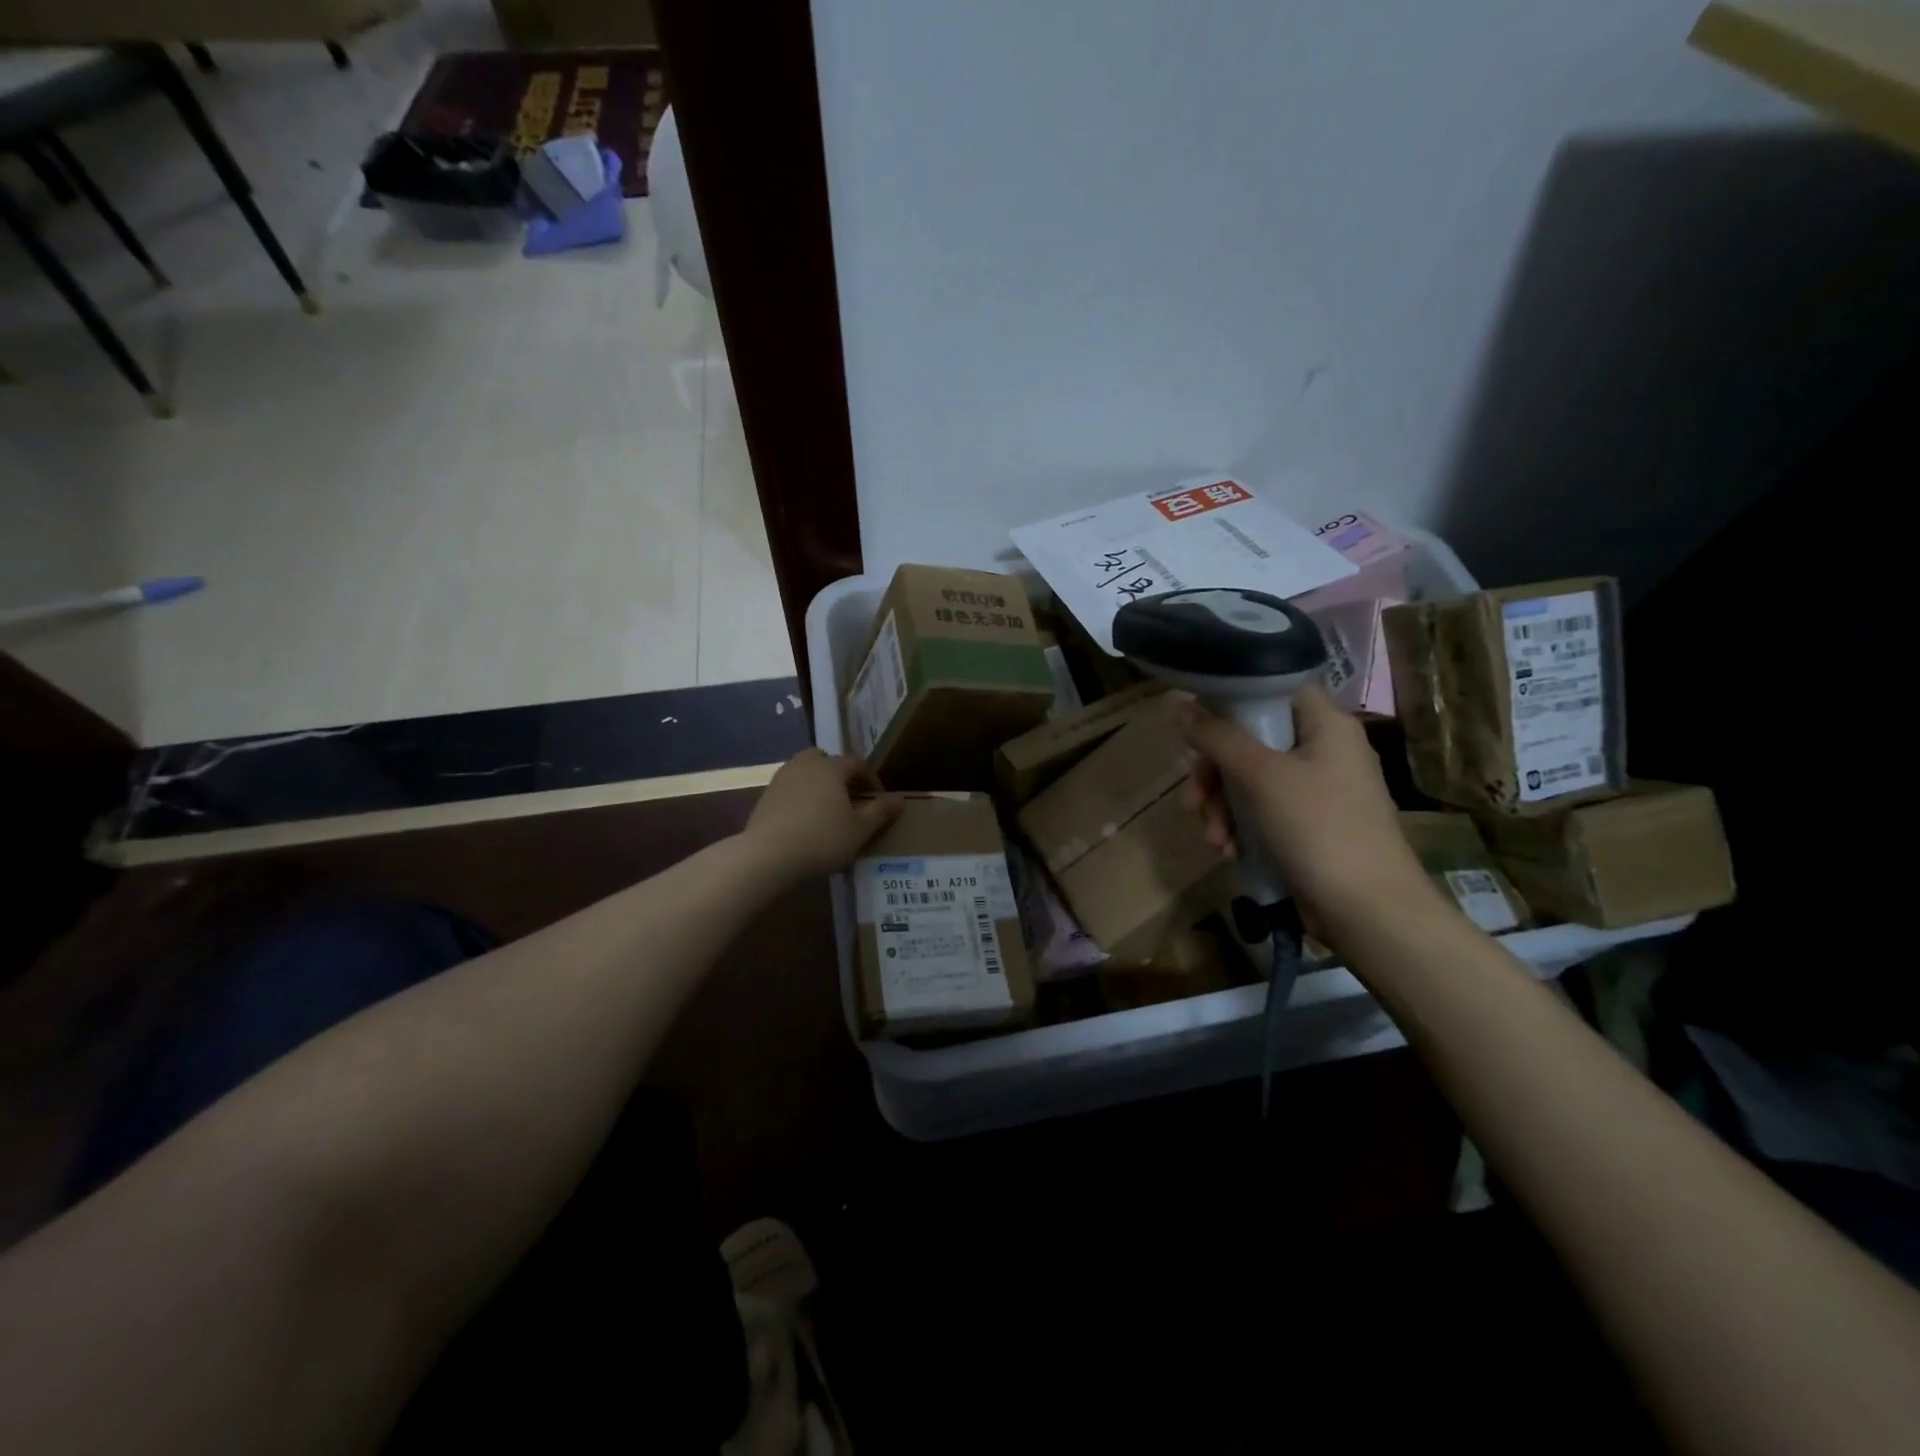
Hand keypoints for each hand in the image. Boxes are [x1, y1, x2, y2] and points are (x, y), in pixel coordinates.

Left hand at [743, 749, 901, 882]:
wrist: (767, 856)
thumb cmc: (822, 839)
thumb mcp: (860, 829)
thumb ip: (880, 811)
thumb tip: (899, 798)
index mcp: (831, 767)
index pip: (856, 763)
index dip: (871, 779)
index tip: (878, 800)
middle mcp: (805, 764)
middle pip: (826, 760)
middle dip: (840, 775)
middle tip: (849, 798)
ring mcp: (781, 779)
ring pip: (805, 772)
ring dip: (818, 785)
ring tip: (827, 810)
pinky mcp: (765, 797)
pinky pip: (790, 789)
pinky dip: (800, 798)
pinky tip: (804, 821)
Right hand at [1179, 686, 1438, 940]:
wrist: (1369, 911)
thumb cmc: (1320, 829)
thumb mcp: (1262, 777)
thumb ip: (1218, 738)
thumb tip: (1177, 704)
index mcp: (1326, 725)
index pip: (1273, 689)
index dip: (1232, 699)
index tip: (1196, 724)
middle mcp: (1322, 750)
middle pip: (1250, 740)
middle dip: (1214, 774)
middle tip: (1192, 801)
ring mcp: (1315, 790)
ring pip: (1248, 780)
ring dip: (1221, 807)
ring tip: (1212, 838)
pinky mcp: (1306, 826)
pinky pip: (1260, 811)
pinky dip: (1239, 827)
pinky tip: (1227, 851)